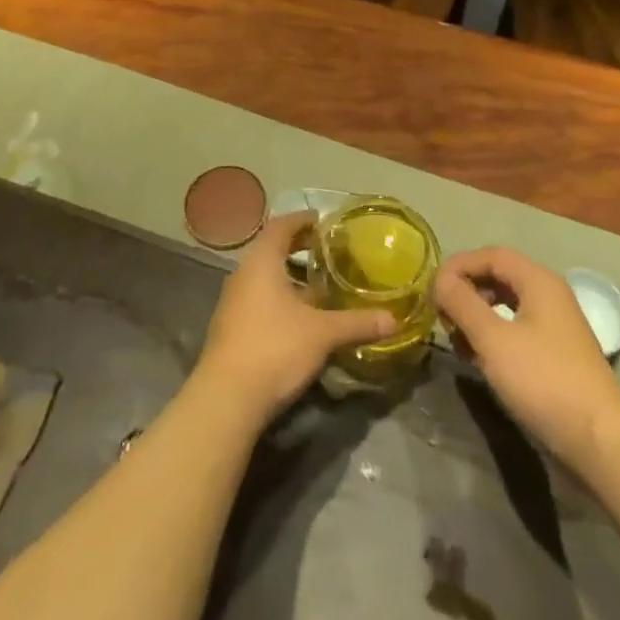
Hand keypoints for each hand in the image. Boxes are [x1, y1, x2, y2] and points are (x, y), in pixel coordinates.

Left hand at [194, 212, 397, 423]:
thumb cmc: (274, 348)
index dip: (303, 220)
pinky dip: (280, 299)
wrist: (226, 399)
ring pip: (265, 277)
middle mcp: (243, 273)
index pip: (281, 225)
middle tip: (327, 252)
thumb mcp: (322, 334)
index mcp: (262, 261)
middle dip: (298, 248)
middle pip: (272, 249)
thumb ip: (356, 323)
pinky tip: (300, 318)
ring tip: (319, 286)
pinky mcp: (231, 328)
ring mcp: (233, 302)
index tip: (324, 222)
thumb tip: (393, 320)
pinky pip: (259, 299)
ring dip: (290, 277)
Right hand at [433, 246, 619, 468]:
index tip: (433, 287)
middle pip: (499, 277)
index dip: (459, 265)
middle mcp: (549, 294)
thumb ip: (463, 303)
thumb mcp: (493, 339)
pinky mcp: (556, 354)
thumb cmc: (543, 380)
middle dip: (467, 292)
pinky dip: (493, 336)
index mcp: (538, 280)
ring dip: (477, 316)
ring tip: (457, 340)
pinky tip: (480, 359)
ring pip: (506, 305)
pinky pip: (516, 329)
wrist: (600, 440)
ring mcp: (555, 325)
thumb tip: (440, 279)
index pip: (491, 255)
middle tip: (443, 315)